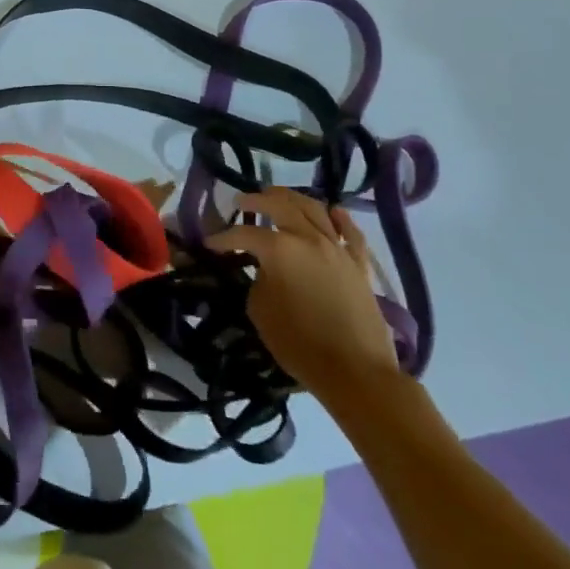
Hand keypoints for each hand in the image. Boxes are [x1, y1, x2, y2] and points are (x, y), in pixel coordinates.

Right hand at [209, 186, 401, 408]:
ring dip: (292, 198)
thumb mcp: (260, 312)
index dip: (224, 238)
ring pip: (315, 209)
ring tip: (278, 197)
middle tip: (241, 201)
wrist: (355, 372)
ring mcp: (337, 249)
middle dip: (257, 200)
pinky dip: (340, 219)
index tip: (210, 243)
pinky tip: (332, 211)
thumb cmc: (299, 343)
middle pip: (280, 205)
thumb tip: (264, 270)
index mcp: (280, 249)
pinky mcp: (359, 265)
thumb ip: (258, 281)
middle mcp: (309, 239)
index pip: (245, 234)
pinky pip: (351, 233)